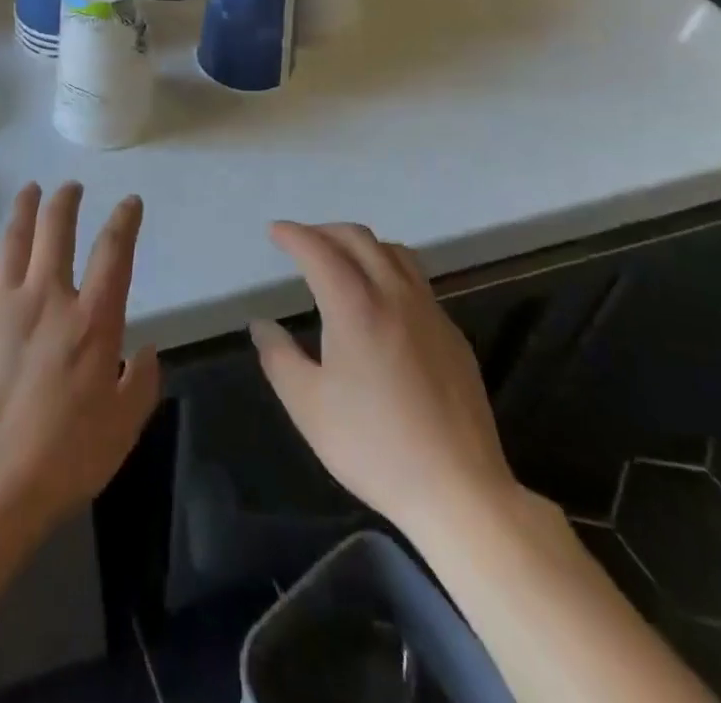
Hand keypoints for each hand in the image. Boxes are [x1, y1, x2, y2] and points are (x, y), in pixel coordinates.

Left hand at [0, 182, 160, 542]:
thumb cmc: (60, 461)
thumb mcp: (121, 430)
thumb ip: (141, 383)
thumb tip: (145, 349)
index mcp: (90, 321)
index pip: (113, 253)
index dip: (124, 221)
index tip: (130, 201)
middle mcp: (46, 298)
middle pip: (56, 231)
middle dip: (66, 201)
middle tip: (70, 187)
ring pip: (13, 241)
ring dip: (24, 210)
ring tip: (30, 190)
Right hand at [251, 221, 517, 535]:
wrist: (459, 489)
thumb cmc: (373, 446)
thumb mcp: (308, 406)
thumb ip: (278, 357)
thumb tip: (262, 326)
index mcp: (355, 306)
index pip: (319, 251)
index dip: (293, 235)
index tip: (275, 231)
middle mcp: (394, 295)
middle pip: (359, 239)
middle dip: (325, 231)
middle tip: (303, 242)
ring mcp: (430, 312)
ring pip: (394, 252)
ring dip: (361, 244)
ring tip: (342, 260)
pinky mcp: (452, 334)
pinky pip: (417, 281)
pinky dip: (389, 269)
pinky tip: (382, 301)